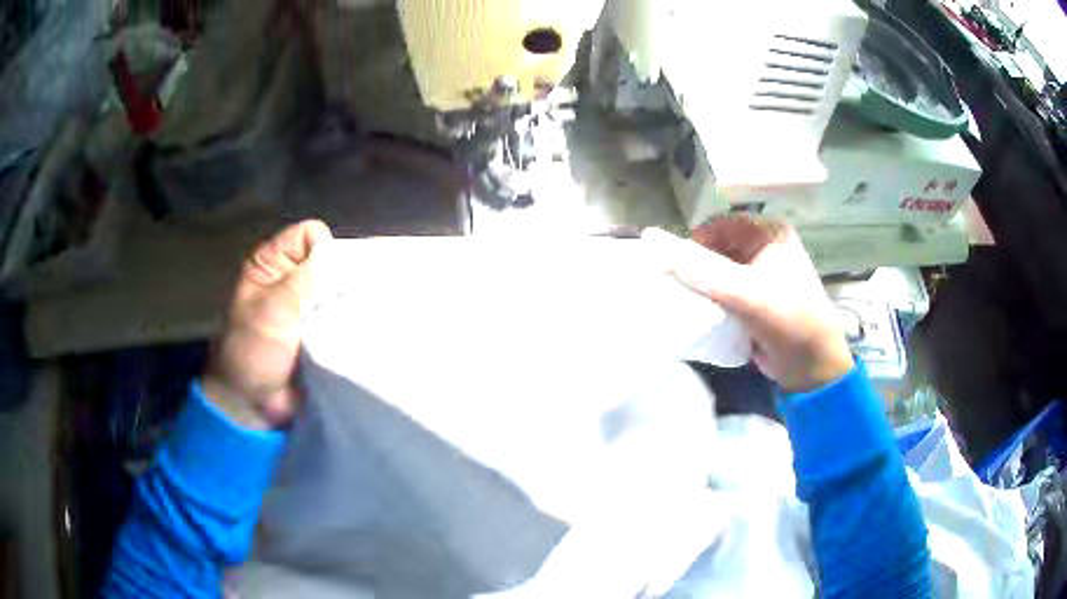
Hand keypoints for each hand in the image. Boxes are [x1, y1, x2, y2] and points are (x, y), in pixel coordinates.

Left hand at [202, 220, 332, 429]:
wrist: (252, 405)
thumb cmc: (251, 353)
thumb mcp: (271, 311)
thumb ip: (303, 280)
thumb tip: (337, 254)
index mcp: (272, 265)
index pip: (309, 235)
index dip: (323, 250)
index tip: (327, 281)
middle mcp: (292, 279)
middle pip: (329, 262)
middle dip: (341, 280)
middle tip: (342, 307)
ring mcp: (309, 308)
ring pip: (340, 291)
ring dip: (347, 305)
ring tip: (351, 324)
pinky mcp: (324, 334)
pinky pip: (345, 319)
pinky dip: (351, 324)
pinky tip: (358, 333)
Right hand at [644, 216, 852, 391]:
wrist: (812, 367)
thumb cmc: (788, 320)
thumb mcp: (746, 292)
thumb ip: (702, 270)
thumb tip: (654, 243)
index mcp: (770, 234)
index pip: (721, 224)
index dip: (696, 240)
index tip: (675, 265)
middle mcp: (766, 249)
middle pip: (719, 247)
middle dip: (697, 265)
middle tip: (676, 286)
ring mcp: (762, 276)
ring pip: (720, 272)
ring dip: (703, 285)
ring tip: (684, 301)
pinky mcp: (756, 301)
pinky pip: (726, 292)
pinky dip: (711, 301)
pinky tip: (698, 313)